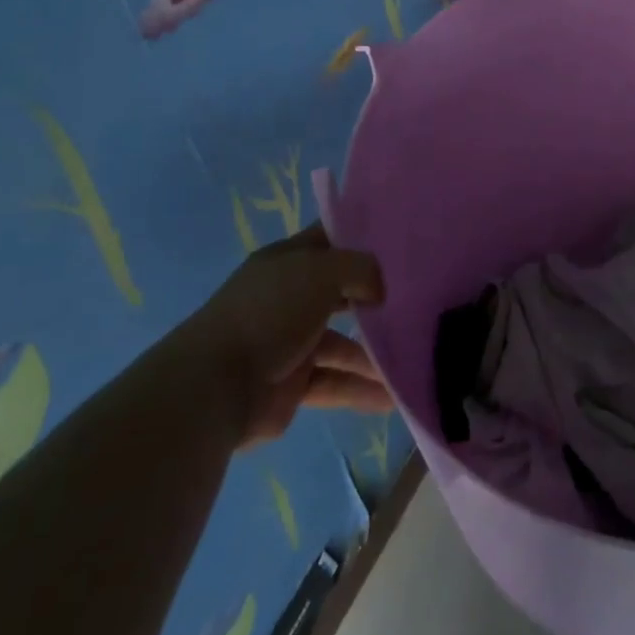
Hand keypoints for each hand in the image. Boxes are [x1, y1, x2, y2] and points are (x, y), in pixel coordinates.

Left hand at [186, 225, 394, 449]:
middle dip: (376, 297)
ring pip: (343, 344)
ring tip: (416, 358)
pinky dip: (361, 389)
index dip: (362, 237)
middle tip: (419, 301)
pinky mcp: (292, 385)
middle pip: (342, 292)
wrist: (215, 388)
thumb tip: (380, 291)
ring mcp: (290, 342)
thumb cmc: (270, 313)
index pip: (331, 239)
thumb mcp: (322, 272)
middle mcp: (289, 297)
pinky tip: (395, 397)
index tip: (402, 242)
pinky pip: (335, 382)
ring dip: (375, 354)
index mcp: (287, 261)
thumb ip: (361, 269)